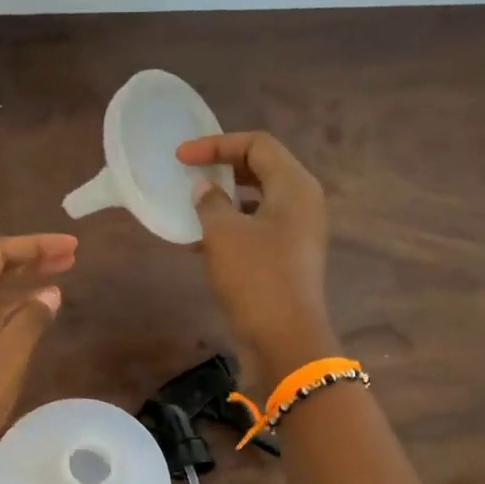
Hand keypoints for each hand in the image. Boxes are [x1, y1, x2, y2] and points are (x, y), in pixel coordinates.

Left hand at [0, 234, 76, 483]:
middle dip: (31, 263)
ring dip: (22, 292)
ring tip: (59, 286)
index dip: (35, 245)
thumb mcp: (3, 359)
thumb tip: (51, 294)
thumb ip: (30, 320)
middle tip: (72, 258)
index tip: (74, 246)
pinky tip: (32, 327)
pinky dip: (11, 322)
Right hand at [177, 131, 334, 376]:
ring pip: (258, 201)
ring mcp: (298, 233)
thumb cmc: (255, 277)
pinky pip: (258, 229)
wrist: (284, 339)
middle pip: (262, 169)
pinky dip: (232, 227)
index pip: (257, 144)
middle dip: (223, 168)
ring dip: (225, 200)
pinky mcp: (288, 259)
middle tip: (190, 174)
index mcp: (295, 186)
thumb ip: (210, 203)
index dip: (217, 144)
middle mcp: (303, 203)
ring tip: (192, 207)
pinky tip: (201, 242)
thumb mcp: (224, 234)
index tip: (182, 158)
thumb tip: (204, 189)